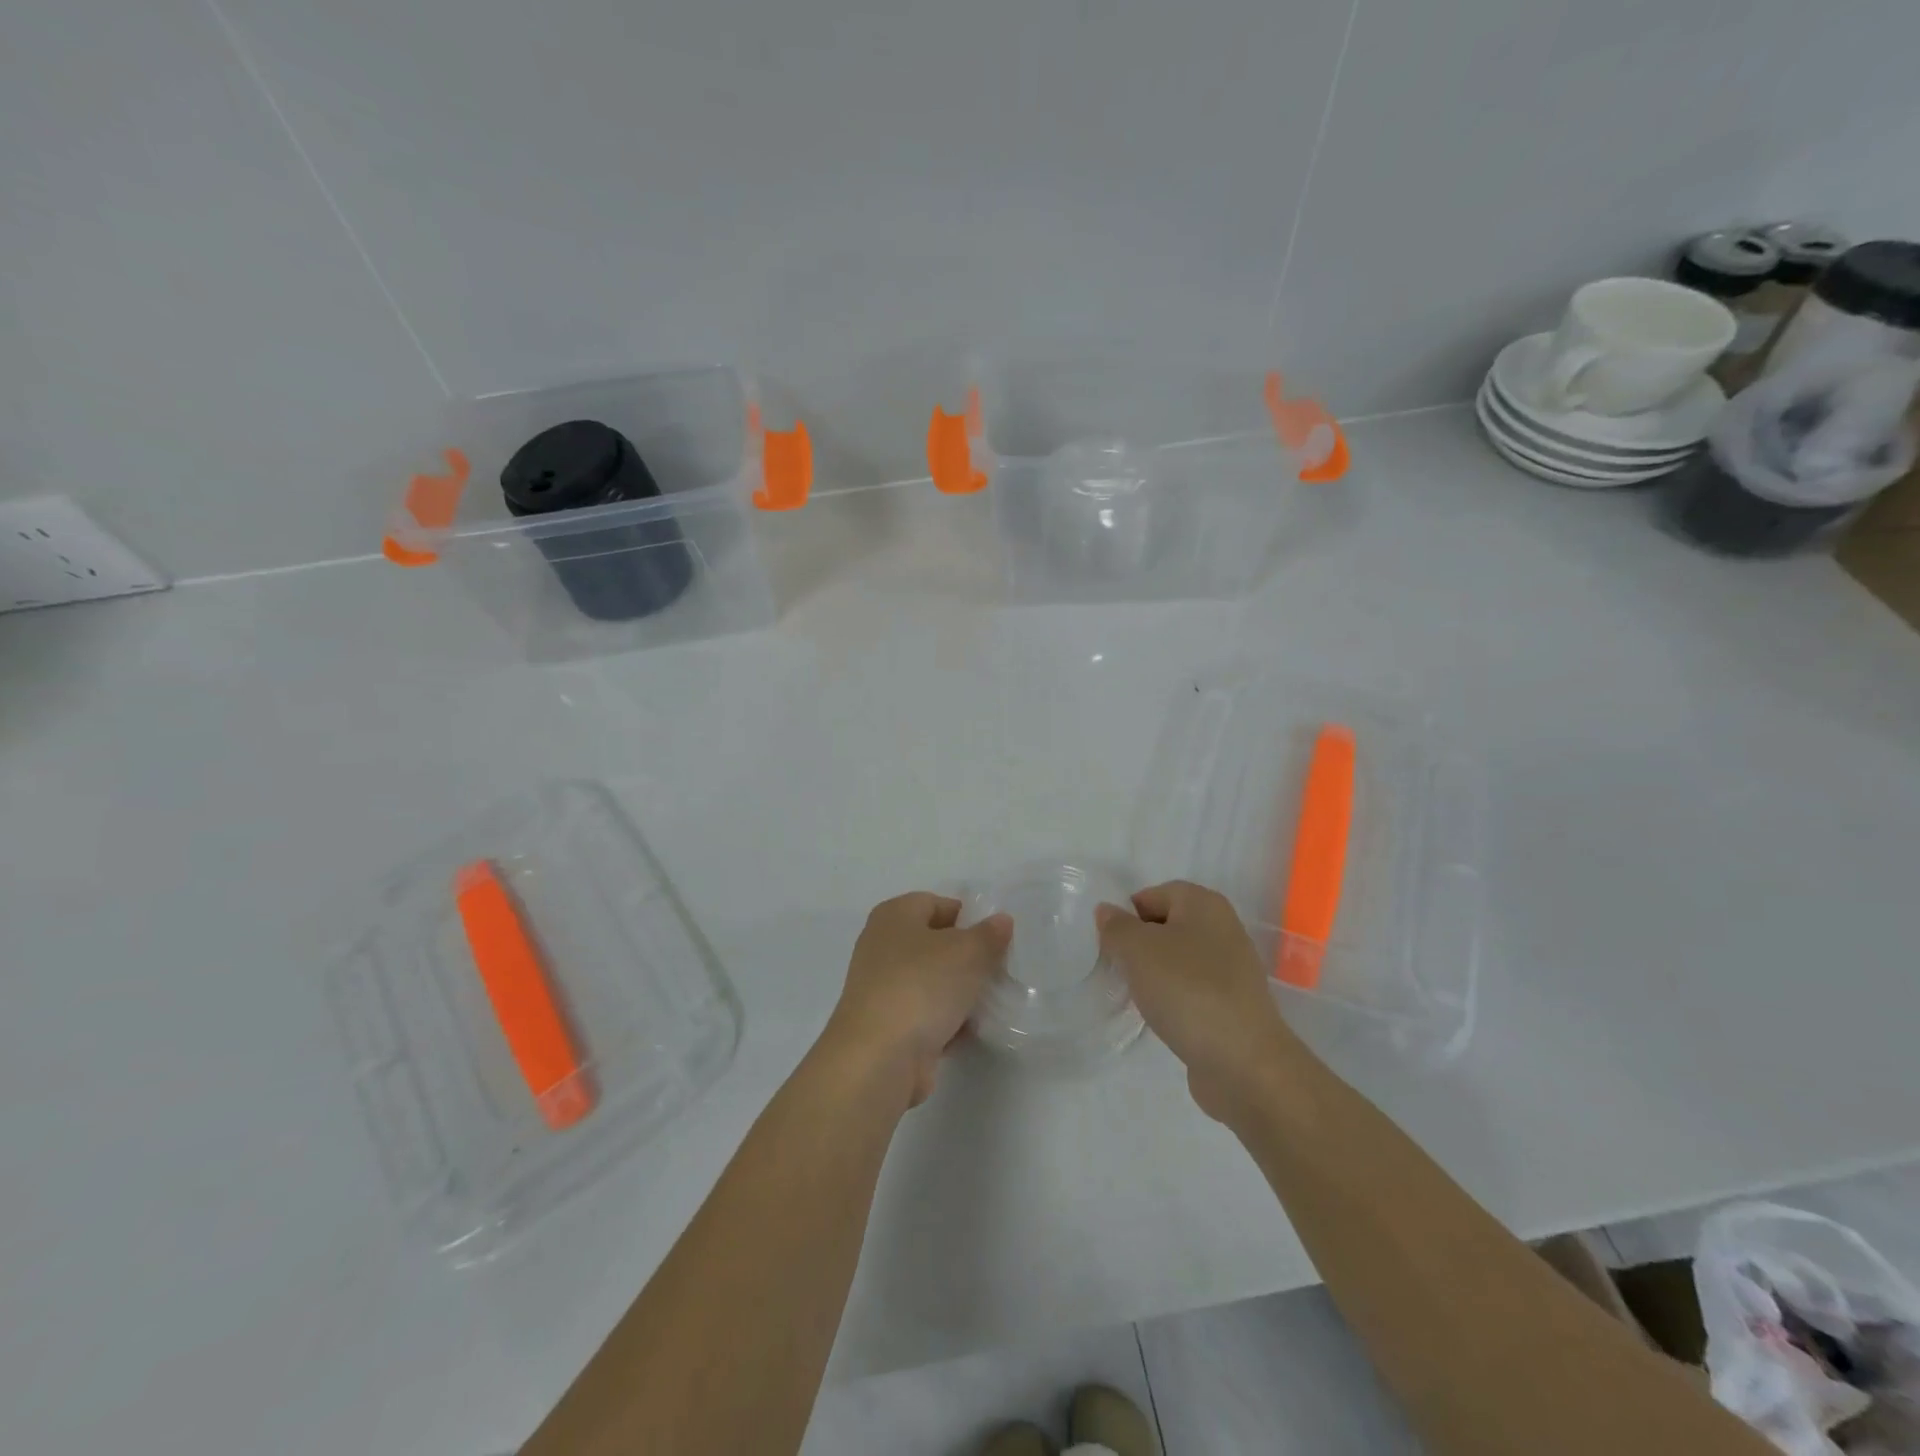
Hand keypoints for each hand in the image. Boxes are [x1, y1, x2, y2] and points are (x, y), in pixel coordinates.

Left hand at [819, 892, 1012, 1109]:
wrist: (879, 1058)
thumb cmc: (921, 986)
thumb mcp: (967, 952)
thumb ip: (989, 934)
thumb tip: (1001, 921)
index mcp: (894, 916)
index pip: (937, 904)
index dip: (969, 917)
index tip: (997, 939)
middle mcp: (883, 946)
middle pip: (936, 944)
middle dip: (969, 958)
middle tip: (999, 971)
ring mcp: (883, 988)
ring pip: (933, 982)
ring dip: (961, 993)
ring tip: (991, 1002)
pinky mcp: (888, 1026)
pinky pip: (926, 1015)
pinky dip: (947, 1022)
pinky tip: (970, 1032)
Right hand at [1095, 881, 1304, 1123]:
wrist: (1243, 1062)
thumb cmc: (1187, 990)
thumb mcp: (1138, 950)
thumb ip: (1116, 926)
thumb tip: (1107, 912)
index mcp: (1204, 904)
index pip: (1152, 894)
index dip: (1126, 915)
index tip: (1107, 944)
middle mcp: (1222, 928)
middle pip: (1166, 926)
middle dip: (1137, 945)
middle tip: (1116, 968)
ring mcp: (1231, 968)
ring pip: (1177, 960)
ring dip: (1153, 974)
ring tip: (1135, 995)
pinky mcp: (1232, 1004)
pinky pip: (1191, 989)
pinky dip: (1172, 998)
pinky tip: (1160, 1017)